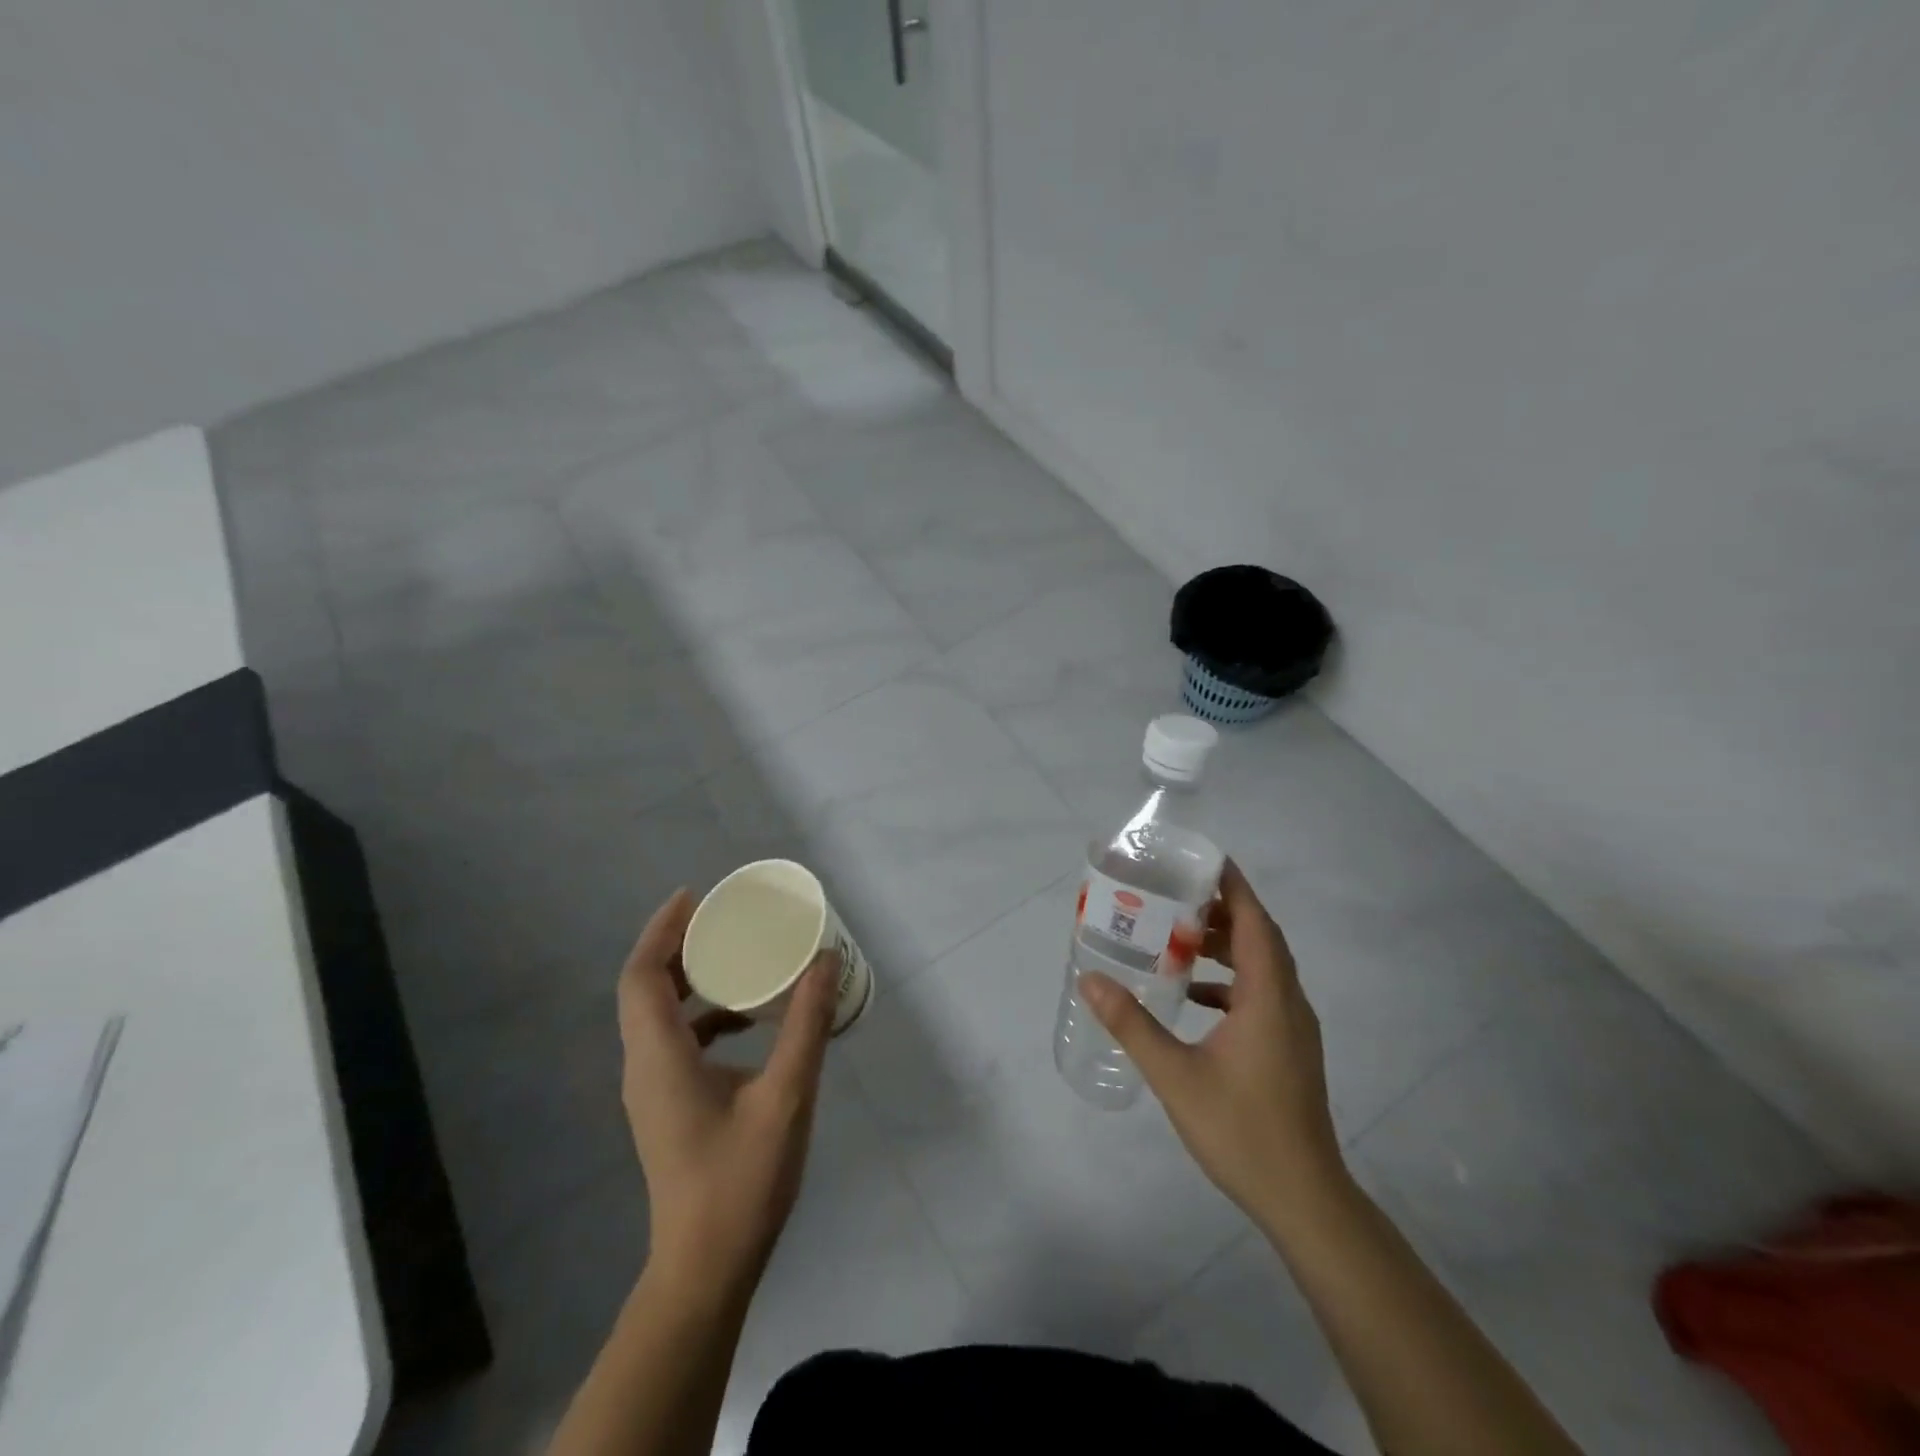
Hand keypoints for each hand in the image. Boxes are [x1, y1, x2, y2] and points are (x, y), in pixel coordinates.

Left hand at [616, 889, 839, 1285]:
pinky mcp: (667, 1107)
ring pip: (659, 1016)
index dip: (662, 931)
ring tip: (739, 959)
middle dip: (679, 946)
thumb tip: (825, 960)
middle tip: (724, 920)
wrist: (706, 1269)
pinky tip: (747, 1021)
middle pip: (646, 989)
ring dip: (692, 980)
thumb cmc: (741, 1180)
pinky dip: (705, 1015)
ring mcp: (652, 1090)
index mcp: (660, 1057)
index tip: (694, 897)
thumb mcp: (787, 1095)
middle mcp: (644, 1067)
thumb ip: (806, 1024)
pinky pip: (676, 1041)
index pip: (642, 976)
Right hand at [1079, 860, 1346, 1222]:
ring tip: (1180, 936)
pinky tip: (1195, 995)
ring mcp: (1293, 1028)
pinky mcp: (1290, 1049)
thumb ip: (1132, 1024)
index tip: (1202, 860)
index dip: (1233, 886)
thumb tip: (1090, 979)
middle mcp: (1288, 1003)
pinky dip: (1230, 981)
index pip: (1255, 922)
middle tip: (1176, 896)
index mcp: (1268, 997)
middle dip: (1222, 910)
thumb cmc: (1241, 1131)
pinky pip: (1261, 994)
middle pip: (1260, 938)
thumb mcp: (1175, 1075)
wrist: (1304, 1199)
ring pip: (1263, 966)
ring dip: (1227, 945)